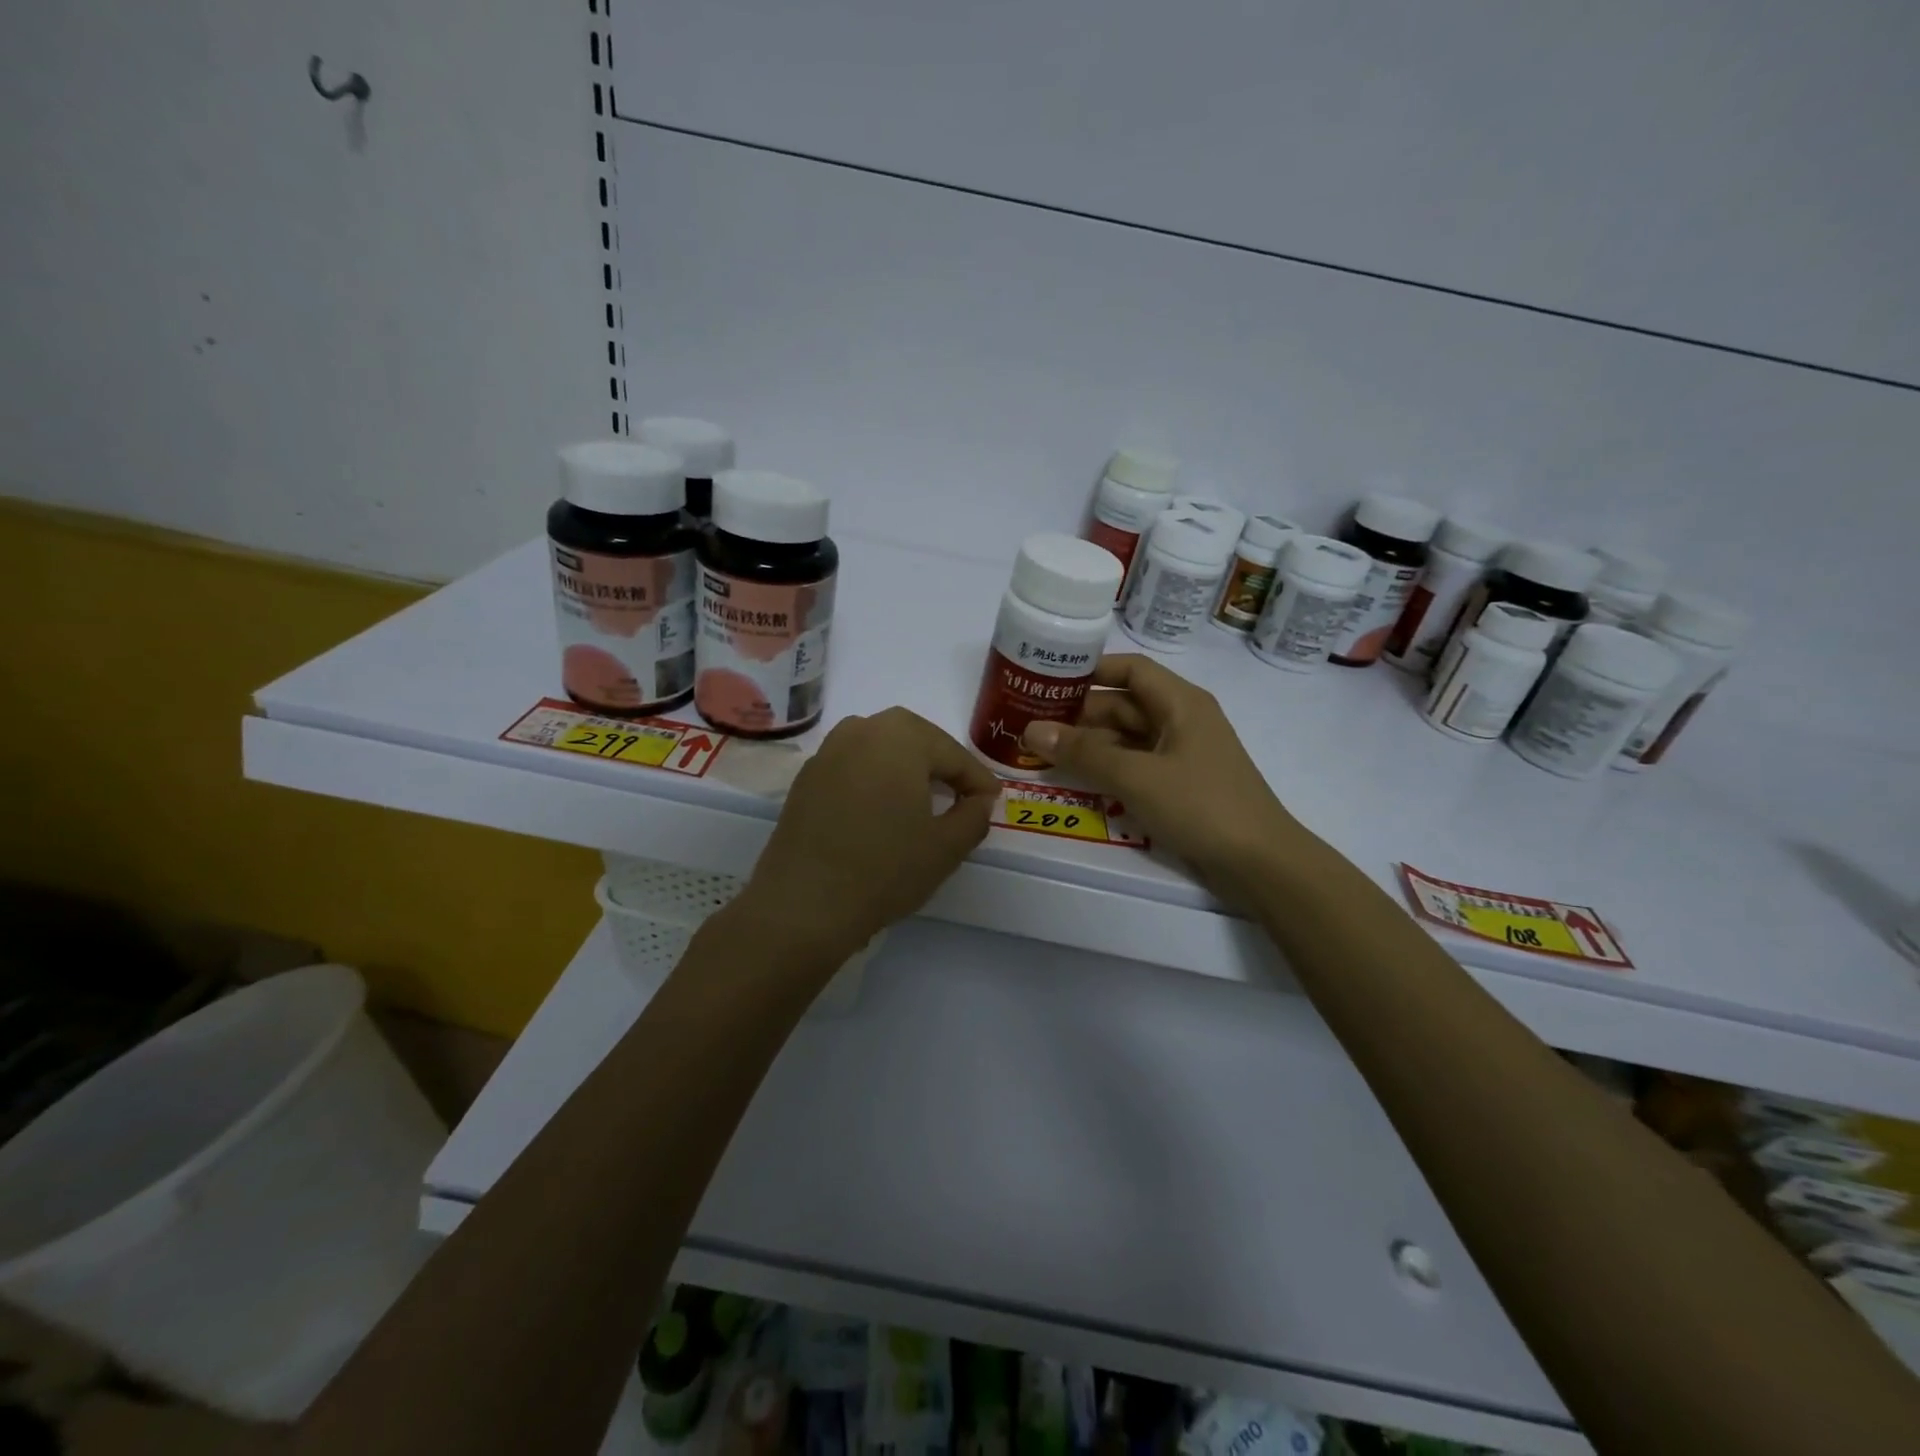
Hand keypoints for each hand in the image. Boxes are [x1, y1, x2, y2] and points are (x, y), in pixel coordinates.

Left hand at [736, 708, 999, 971]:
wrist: (803, 905)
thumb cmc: (885, 869)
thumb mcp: (947, 847)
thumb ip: (974, 815)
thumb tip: (979, 800)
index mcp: (901, 735)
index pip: (953, 754)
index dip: (978, 780)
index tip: (992, 803)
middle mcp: (861, 729)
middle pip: (915, 741)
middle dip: (941, 766)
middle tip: (961, 797)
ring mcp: (827, 752)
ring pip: (880, 751)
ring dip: (906, 770)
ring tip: (922, 802)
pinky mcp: (805, 779)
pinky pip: (853, 768)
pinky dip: (874, 782)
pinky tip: (881, 813)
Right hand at [1020, 655, 1321, 906]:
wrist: (1260, 864)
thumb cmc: (1201, 806)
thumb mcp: (1136, 777)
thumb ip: (1083, 753)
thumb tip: (1032, 731)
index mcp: (1180, 703)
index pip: (1130, 669)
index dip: (1090, 670)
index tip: (1047, 679)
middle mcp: (1181, 720)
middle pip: (1123, 705)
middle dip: (1079, 714)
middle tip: (1030, 723)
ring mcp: (1181, 755)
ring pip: (1126, 739)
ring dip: (1089, 745)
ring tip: (1041, 753)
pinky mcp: (1180, 786)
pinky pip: (1135, 766)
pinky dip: (1107, 769)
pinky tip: (1076, 781)